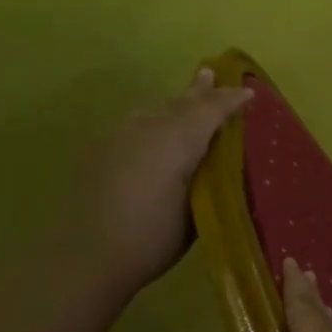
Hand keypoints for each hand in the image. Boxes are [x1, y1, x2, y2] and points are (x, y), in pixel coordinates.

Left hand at [74, 67, 250, 297]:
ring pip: (153, 111)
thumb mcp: (196, 211)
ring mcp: (118, 138)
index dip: (230, 100)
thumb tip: (217, 162)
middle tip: (211, 74)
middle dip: (199, 91)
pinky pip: (134, 124)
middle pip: (179, 103)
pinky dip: (151, 121)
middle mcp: (147, 129)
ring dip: (173, 104)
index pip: (210, 110)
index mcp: (177, 140)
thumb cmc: (151, 238)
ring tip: (184, 98)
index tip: (249, 93)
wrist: (82, 257)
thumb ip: (208, 179)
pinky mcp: (98, 153)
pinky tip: (151, 131)